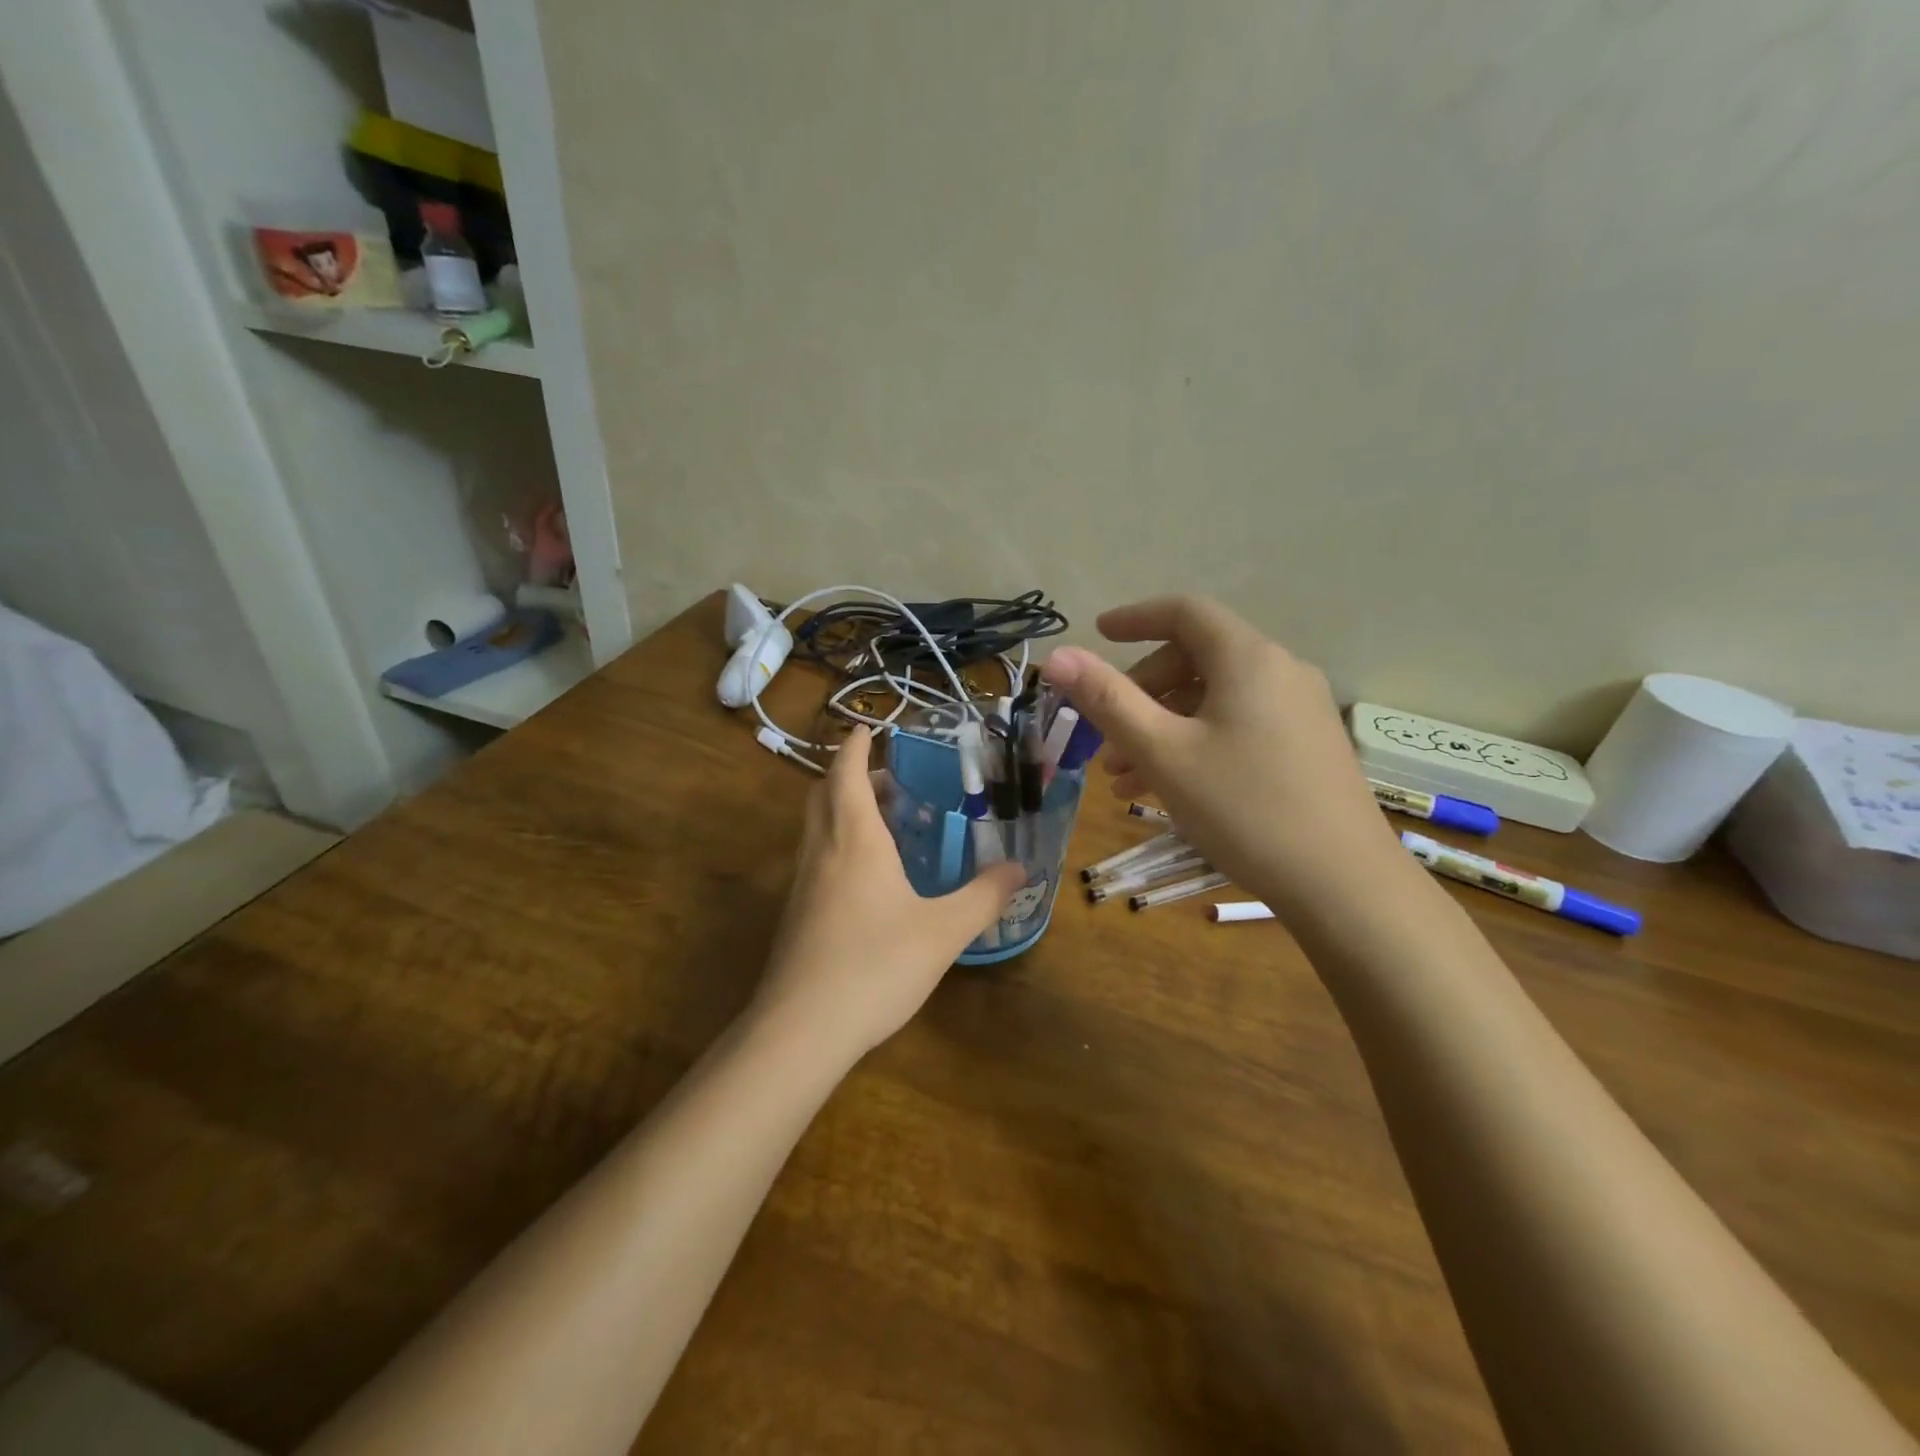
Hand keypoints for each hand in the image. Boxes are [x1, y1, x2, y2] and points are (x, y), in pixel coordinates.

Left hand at [755, 726, 1025, 1062]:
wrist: (802, 1028)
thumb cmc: (876, 964)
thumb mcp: (944, 931)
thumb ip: (983, 896)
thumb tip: (1018, 868)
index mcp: (854, 839)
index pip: (846, 774)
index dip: (856, 747)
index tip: (867, 728)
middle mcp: (822, 851)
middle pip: (824, 795)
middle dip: (849, 776)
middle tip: (887, 777)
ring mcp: (802, 884)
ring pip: (816, 828)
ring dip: (842, 811)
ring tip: (884, 823)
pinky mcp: (796, 915)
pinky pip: (816, 859)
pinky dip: (838, 845)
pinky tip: (867, 878)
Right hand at [1042, 596, 1407, 923]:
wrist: (1344, 885)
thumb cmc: (1244, 809)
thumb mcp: (1164, 753)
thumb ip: (1107, 700)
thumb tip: (1057, 656)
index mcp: (1248, 659)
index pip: (1184, 612)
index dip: (1135, 618)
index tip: (1097, 634)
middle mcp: (1280, 671)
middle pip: (1195, 659)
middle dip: (1141, 691)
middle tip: (1104, 735)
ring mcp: (1299, 710)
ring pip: (1213, 699)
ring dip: (1162, 726)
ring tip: (1122, 777)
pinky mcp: (1306, 746)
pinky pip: (1237, 725)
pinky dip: (1195, 743)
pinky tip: (1166, 790)